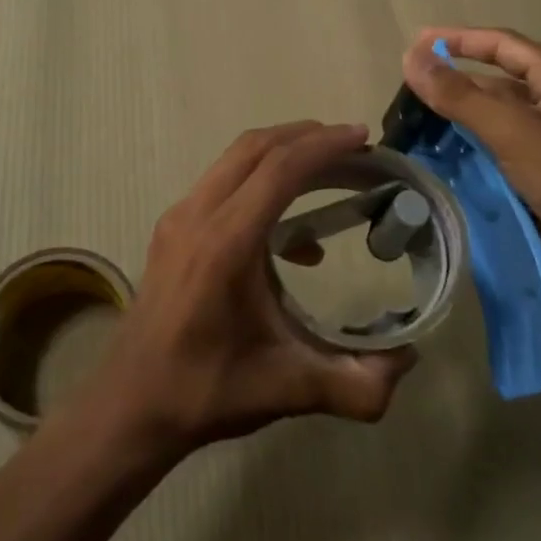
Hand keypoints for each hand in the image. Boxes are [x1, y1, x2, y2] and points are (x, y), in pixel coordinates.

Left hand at [92, 121, 416, 457]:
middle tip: (353, 146)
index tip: (362, 137)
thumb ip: (356, 384)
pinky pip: (222, 182)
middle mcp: (197, 215)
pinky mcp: (173, 227)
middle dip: (306, 137)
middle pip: (255, 149)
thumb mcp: (287, 390)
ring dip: (282, 154)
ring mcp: (179, 217)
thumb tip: (410, 358)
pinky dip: (260, 182)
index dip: (323, 147)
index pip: (278, 170)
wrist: (130, 403)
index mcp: (224, 243)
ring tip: (329, 171)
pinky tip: (294, 238)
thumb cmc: (204, 392)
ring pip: (234, 159)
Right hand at [400, 27, 540, 301]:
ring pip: (492, 124)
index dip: (460, 40)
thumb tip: (410, 57)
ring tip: (411, 127)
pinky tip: (435, 160)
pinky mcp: (540, 181)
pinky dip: (466, 155)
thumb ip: (459, 95)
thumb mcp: (513, 130)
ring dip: (456, 124)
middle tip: (408, 93)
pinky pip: (495, 157)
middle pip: (496, 86)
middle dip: (454, 86)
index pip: (504, 45)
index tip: (418, 43)